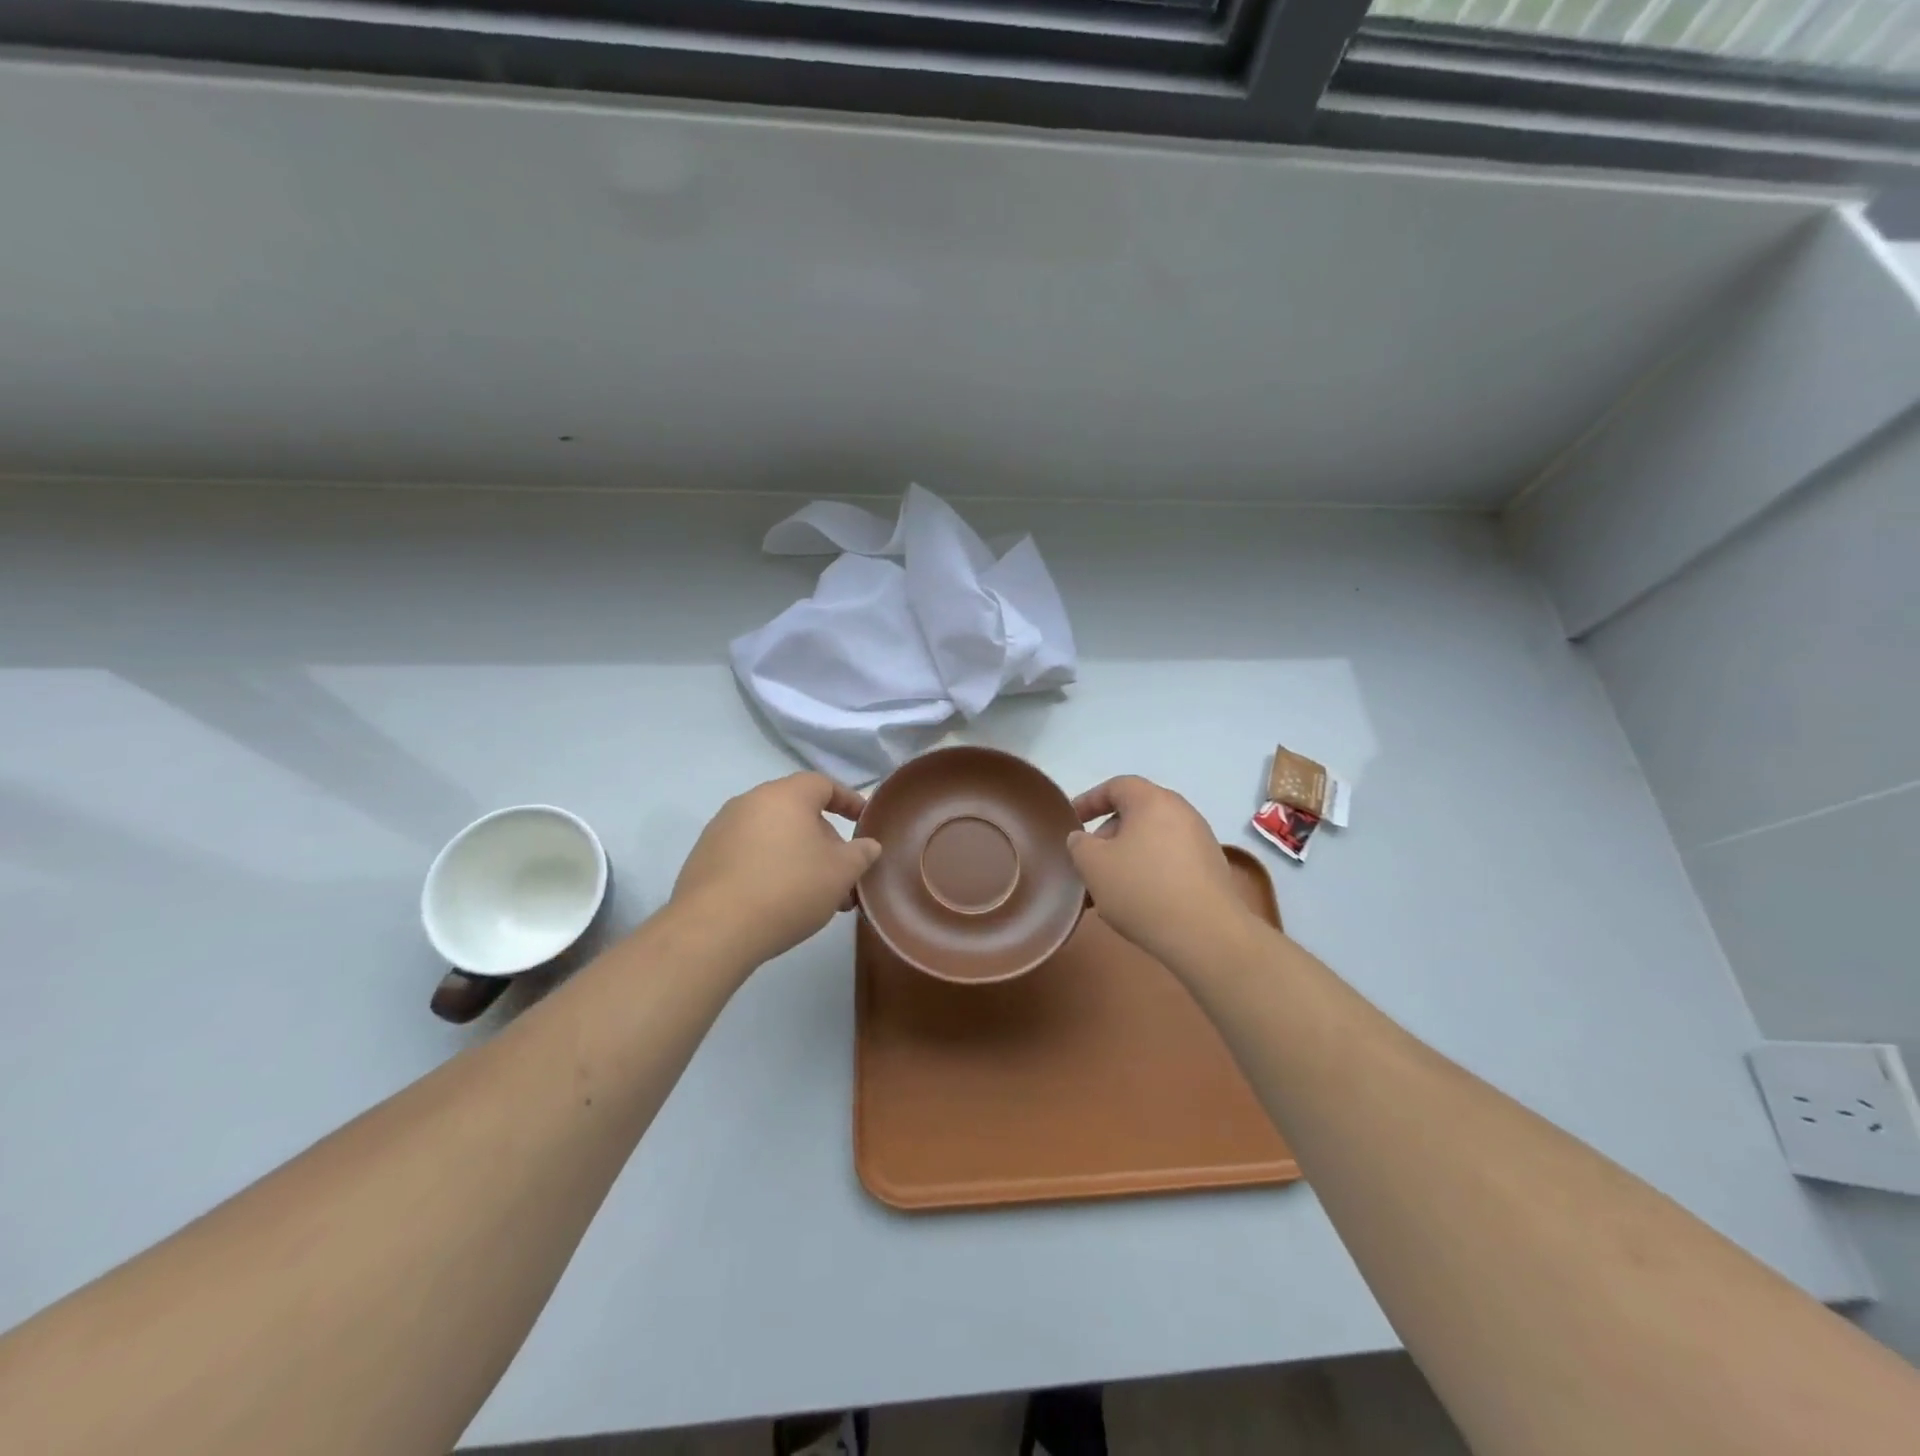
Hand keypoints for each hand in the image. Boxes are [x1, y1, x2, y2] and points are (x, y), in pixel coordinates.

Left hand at [669, 773, 882, 968]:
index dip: (848, 800)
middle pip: (796, 811)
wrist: (712, 930)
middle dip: (824, 839)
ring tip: (814, 895)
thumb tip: (868, 845)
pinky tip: (778, 901)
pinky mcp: (703, 858)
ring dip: (797, 857)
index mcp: (785, 795)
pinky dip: (769, 868)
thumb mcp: (840, 873)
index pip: (823, 784)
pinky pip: (747, 854)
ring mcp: (721, 829)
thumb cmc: (788, 889)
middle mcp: (749, 802)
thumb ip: (860, 854)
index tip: (864, 821)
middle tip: (841, 872)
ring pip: (772, 836)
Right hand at [1069, 775, 1261, 969]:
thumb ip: (1079, 844)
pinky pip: (1170, 861)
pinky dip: (1149, 872)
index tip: (1072, 821)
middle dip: (1106, 836)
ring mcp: (1201, 841)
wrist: (1206, 935)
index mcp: (1153, 801)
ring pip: (1152, 841)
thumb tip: (1083, 839)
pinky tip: (1137, 902)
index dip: (1089, 800)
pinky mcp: (1212, 870)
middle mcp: (1182, 812)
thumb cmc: (1142, 889)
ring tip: (1108, 890)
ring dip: (1126, 858)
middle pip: (1135, 814)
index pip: (1116, 786)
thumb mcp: (1093, 865)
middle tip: (1089, 863)